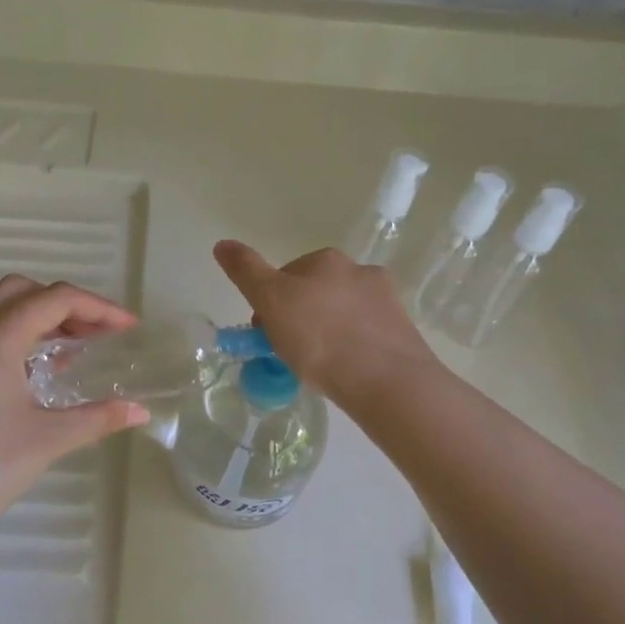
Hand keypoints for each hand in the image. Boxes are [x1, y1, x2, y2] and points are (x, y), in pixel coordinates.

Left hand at [0, 275, 148, 529]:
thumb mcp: (51, 438)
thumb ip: (100, 417)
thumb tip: (141, 412)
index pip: (55, 299)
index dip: (98, 308)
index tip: (128, 329)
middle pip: (23, 290)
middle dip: (66, 304)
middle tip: (97, 333)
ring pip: (0, 308)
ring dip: (40, 317)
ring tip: (76, 348)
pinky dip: (18, 334)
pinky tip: (40, 370)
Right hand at [213, 241, 435, 403]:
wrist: (386, 379)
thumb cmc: (319, 337)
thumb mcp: (270, 300)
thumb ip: (245, 271)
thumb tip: (221, 243)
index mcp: (326, 260)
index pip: (286, 276)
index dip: (270, 305)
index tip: (265, 335)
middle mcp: (359, 271)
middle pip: (315, 293)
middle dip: (300, 317)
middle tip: (289, 353)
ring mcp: (385, 301)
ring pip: (342, 314)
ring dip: (327, 332)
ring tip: (319, 367)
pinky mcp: (402, 331)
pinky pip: (365, 335)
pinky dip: (352, 348)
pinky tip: (346, 371)